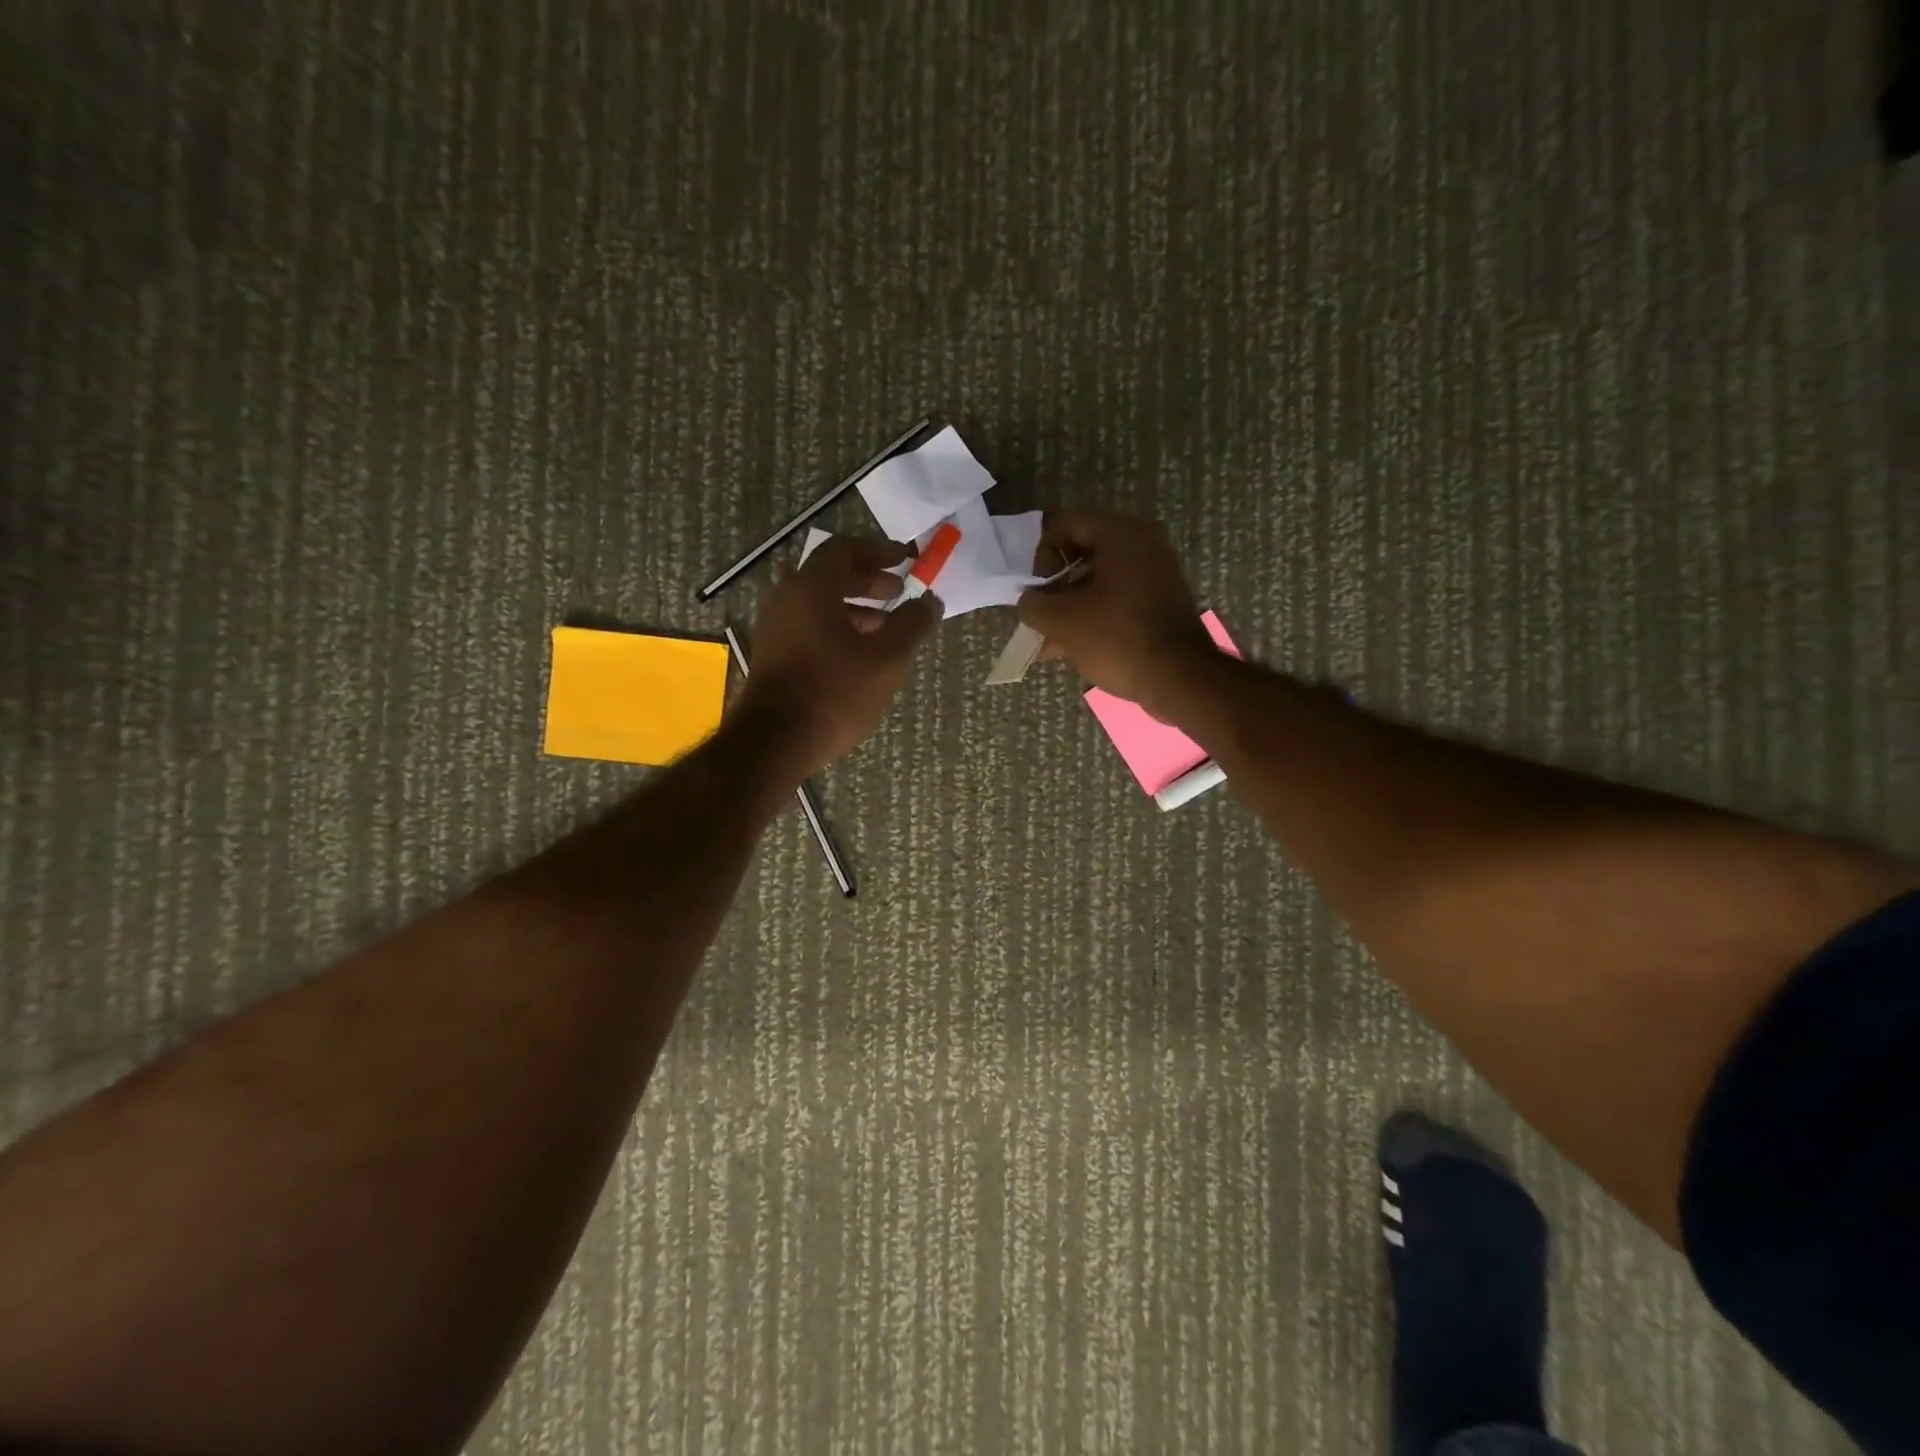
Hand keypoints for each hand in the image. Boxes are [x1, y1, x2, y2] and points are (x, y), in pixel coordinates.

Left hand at [738, 535, 941, 773]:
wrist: (774, 742)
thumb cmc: (834, 692)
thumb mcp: (886, 659)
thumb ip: (912, 624)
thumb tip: (930, 601)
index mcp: (811, 587)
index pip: (844, 549)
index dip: (879, 551)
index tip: (906, 561)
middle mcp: (787, 598)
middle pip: (831, 575)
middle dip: (869, 580)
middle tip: (900, 592)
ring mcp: (776, 627)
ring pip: (820, 603)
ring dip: (856, 607)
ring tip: (888, 626)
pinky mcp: (774, 654)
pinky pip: (810, 626)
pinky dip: (839, 627)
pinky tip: (861, 654)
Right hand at [1017, 512, 1213, 713]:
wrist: (1181, 679)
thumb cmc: (1118, 639)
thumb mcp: (1062, 621)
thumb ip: (1033, 605)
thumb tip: (1028, 601)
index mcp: (1121, 535)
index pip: (1066, 524)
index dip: (1043, 556)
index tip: (1041, 591)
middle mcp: (1142, 545)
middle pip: (1081, 553)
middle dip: (1055, 587)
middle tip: (1043, 618)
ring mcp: (1156, 574)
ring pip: (1098, 581)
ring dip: (1070, 607)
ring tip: (1051, 643)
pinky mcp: (1161, 602)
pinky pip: (1117, 600)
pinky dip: (1094, 617)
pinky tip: (1073, 649)